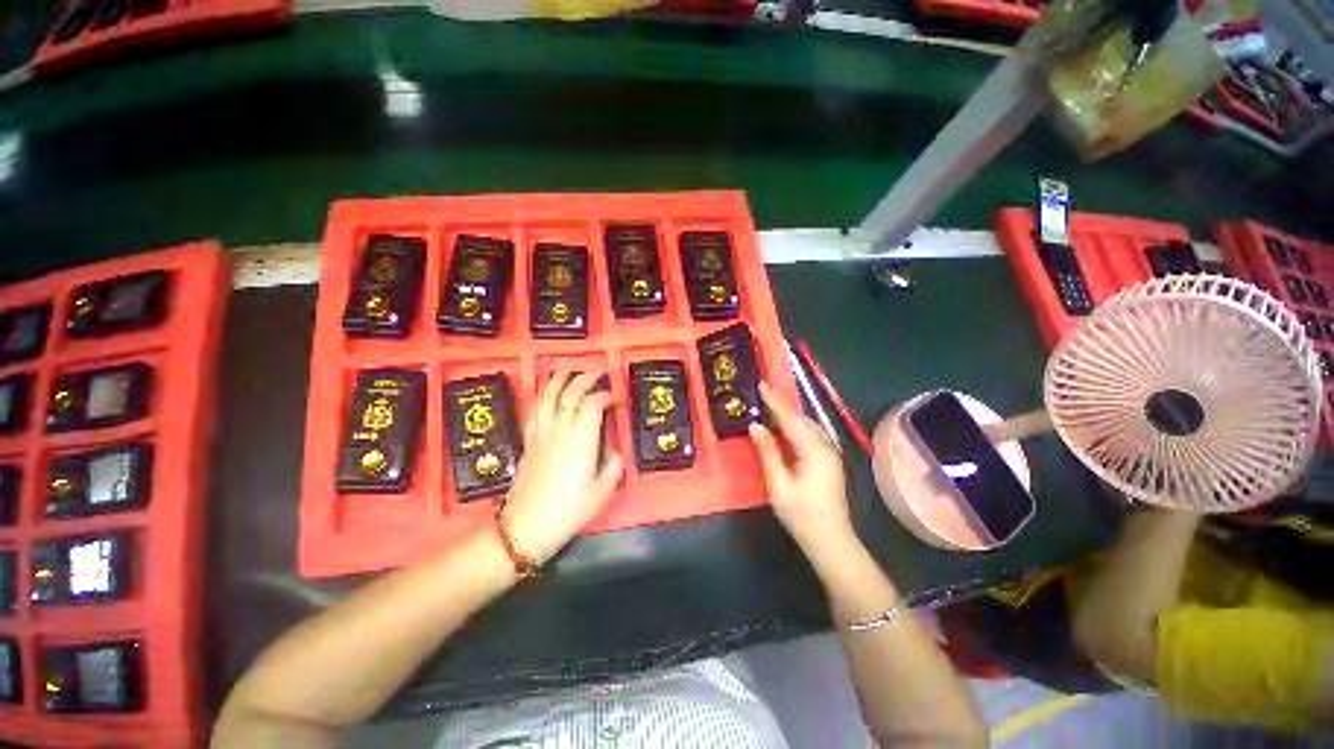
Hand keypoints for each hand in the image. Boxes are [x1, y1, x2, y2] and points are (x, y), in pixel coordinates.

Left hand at [503, 370, 623, 564]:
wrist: (526, 526)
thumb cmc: (568, 510)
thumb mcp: (601, 493)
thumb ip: (612, 468)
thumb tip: (616, 453)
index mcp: (581, 439)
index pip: (593, 404)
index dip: (605, 395)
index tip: (615, 397)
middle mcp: (560, 429)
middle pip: (571, 393)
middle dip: (585, 378)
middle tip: (597, 371)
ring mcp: (541, 433)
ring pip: (548, 396)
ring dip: (559, 380)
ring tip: (569, 370)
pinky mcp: (528, 441)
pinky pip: (535, 411)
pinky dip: (542, 397)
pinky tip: (547, 395)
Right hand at [748, 381, 858, 564]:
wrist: (831, 540)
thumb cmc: (801, 514)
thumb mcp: (778, 484)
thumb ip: (768, 452)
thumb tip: (755, 425)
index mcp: (813, 450)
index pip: (791, 418)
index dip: (775, 401)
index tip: (761, 384)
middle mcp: (825, 446)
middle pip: (801, 418)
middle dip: (782, 405)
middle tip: (761, 394)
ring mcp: (830, 453)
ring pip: (807, 425)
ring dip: (789, 415)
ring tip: (769, 407)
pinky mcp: (829, 460)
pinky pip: (811, 434)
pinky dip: (796, 426)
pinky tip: (784, 429)